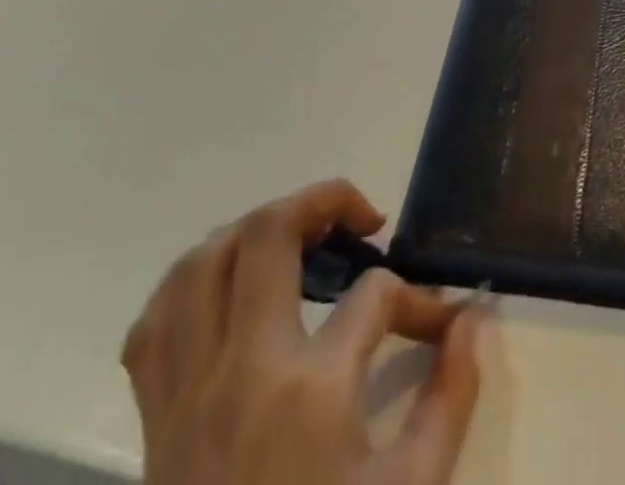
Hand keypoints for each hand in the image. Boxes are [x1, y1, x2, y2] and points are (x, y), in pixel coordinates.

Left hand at [123, 179, 481, 484]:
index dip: (419, 297)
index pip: (376, 295)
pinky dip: (191, 284)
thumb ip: (450, 397)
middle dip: (323, 202)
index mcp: (309, 392)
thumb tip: (470, 318)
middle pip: (269, 234)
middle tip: (360, 221)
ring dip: (255, 230)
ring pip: (202, 262)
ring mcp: (188, 394)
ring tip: (298, 238)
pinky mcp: (154, 423)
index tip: (440, 321)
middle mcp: (240, 371)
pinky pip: (154, 324)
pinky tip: (228, 290)